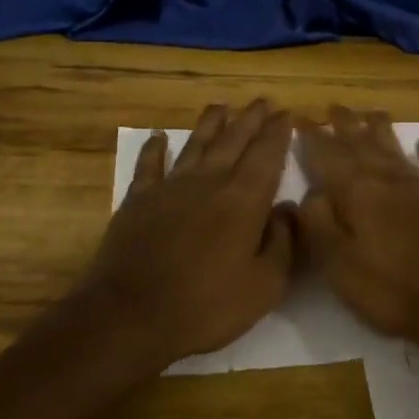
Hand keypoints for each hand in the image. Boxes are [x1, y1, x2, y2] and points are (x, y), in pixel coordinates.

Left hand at [73, 99, 295, 370]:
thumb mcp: (264, 286)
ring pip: (195, 144)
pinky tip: (158, 137)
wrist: (130, 316)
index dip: (278, 133)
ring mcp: (170, 188)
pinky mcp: (138, 200)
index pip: (267, 155)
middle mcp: (209, 182)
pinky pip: (149, 165)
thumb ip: (283, 243)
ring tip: (221, 106)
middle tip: (262, 101)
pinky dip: (155, 149)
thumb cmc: (206, 306)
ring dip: (210, 123)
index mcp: (244, 200)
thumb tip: (288, 209)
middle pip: (234, 141)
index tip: (287, 114)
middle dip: (251, 119)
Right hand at [297, 106, 418, 360]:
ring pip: (395, 148)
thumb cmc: (392, 290)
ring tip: (371, 113)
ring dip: (380, 129)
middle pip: (362, 143)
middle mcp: (388, 179)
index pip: (327, 155)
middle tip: (333, 107)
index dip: (312, 137)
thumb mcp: (339, 265)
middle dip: (345, 125)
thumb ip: (319, 223)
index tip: (299, 118)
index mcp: (358, 192)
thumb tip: (311, 191)